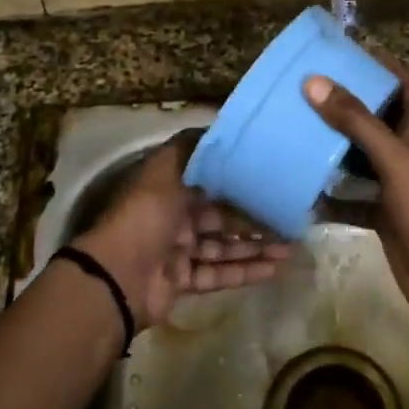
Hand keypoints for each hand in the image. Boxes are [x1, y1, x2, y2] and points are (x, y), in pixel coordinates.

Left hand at [73, 131, 291, 330]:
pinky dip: (245, 271)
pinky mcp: (182, 281)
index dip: (241, 181)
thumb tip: (218, 127)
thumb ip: (192, 149)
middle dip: (255, 217)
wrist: (117, 277)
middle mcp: (174, 215)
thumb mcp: (166, 170)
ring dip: (256, 246)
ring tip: (290, 247)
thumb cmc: (145, 216)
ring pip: (224, 245)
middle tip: (290, 218)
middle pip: (222, 215)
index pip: (212, 181)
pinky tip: (274, 269)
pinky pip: (218, 273)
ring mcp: (178, 250)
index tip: (273, 178)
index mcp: (169, 186)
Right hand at [304, 67, 408, 334]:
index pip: (407, 89)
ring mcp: (396, 188)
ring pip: (362, 160)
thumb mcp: (393, 160)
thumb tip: (314, 82)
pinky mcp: (383, 216)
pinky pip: (352, 200)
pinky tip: (304, 193)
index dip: (388, 68)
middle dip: (351, 105)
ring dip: (336, 148)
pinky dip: (331, 197)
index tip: (357, 52)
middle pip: (380, 121)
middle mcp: (408, 156)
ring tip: (301, 130)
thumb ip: (356, 122)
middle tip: (314, 90)